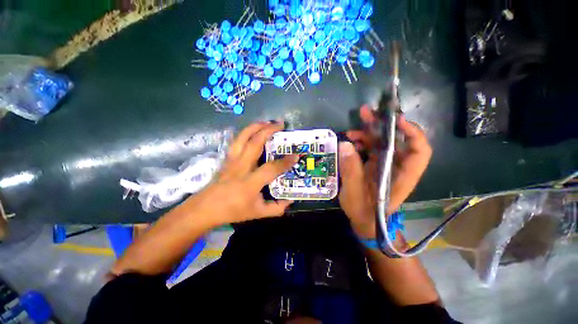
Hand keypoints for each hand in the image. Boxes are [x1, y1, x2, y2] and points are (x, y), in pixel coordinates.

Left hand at [182, 121, 297, 226]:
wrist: (205, 208)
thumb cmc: (233, 210)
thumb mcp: (257, 213)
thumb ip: (276, 208)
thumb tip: (290, 200)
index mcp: (250, 182)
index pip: (271, 168)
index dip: (285, 162)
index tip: (296, 155)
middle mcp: (241, 167)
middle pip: (255, 143)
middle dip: (268, 131)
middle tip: (280, 124)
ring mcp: (232, 161)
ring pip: (242, 138)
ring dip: (255, 127)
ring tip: (266, 122)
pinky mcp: (227, 159)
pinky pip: (236, 141)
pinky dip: (244, 132)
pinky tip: (250, 129)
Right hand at [339, 106, 431, 237]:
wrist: (365, 221)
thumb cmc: (364, 212)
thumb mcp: (354, 193)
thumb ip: (350, 170)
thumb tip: (345, 144)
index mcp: (401, 176)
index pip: (419, 152)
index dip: (412, 133)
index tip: (397, 120)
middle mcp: (396, 167)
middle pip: (396, 140)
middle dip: (383, 125)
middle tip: (366, 113)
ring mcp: (385, 165)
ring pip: (382, 142)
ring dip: (368, 132)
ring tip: (352, 129)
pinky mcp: (375, 165)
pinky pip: (371, 148)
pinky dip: (361, 142)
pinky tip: (350, 141)